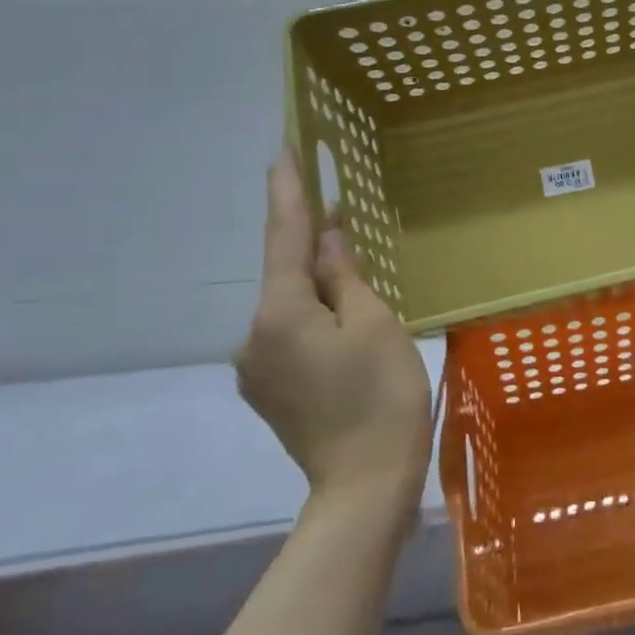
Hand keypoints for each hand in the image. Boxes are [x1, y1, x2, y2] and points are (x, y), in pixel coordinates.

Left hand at [235, 151, 432, 518]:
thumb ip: (347, 275)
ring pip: (292, 308)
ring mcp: (257, 368)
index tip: (282, 148)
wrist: (365, 485)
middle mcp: (254, 335)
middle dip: (314, 245)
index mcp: (280, 312)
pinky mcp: (270, 390)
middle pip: (288, 275)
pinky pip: (292, 335)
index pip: (285, 236)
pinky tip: (346, 327)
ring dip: (320, 288)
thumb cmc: (381, 396)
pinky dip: (316, 319)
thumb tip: (330, 236)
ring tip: (358, 282)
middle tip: (345, 214)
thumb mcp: (375, 323)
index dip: (288, 190)